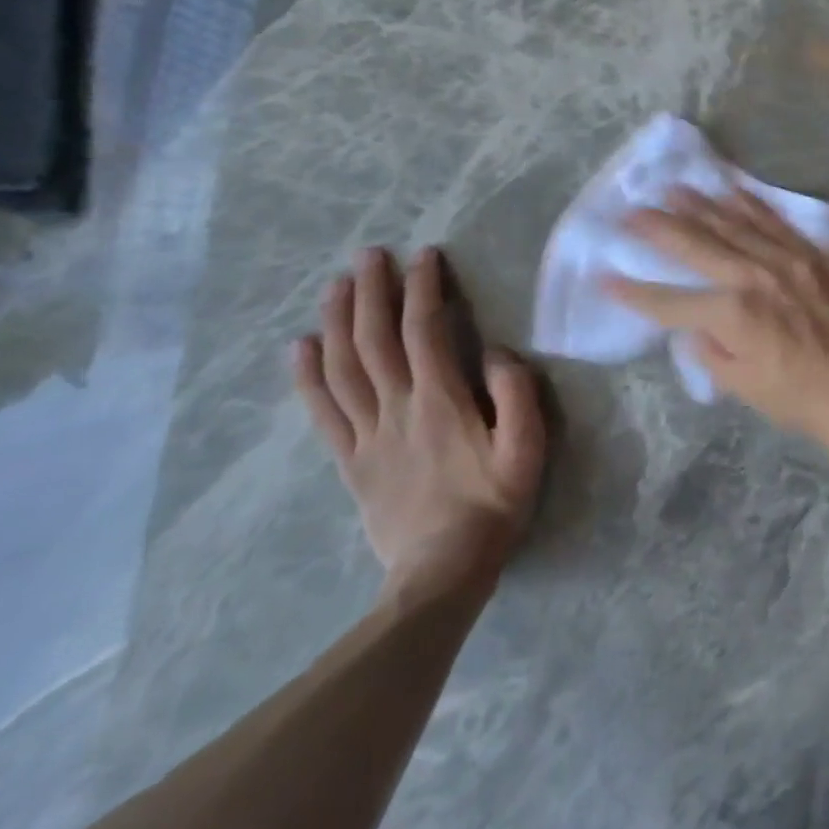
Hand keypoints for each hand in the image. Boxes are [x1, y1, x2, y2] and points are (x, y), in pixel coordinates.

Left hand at [293, 246, 546, 603]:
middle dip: (371, 292)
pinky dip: (308, 376)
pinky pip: (323, 412)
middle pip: (375, 341)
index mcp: (441, 402)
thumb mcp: (527, 449)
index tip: (424, 256)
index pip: (425, 332)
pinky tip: (300, 347)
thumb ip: (516, 395)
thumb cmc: (493, 505)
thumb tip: (496, 351)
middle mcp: (397, 409)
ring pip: (343, 368)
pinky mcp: (350, 461)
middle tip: (369, 255)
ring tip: (336, 285)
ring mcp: (367, 435)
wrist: (442, 574)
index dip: (423, 290)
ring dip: (337, 321)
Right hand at [606, 187, 828, 452]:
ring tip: (673, 189)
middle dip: (658, 228)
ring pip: (734, 223)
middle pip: (697, 245)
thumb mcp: (741, 385)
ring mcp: (786, 259)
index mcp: (732, 314)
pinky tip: (731, 190)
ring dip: (700, 204)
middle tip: (630, 211)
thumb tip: (691, 324)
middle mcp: (755, 276)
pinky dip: (750, 204)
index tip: (604, 276)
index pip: (669, 300)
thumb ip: (708, 349)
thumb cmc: (799, 397)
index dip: (633, 291)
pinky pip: (775, 221)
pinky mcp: (812, 254)